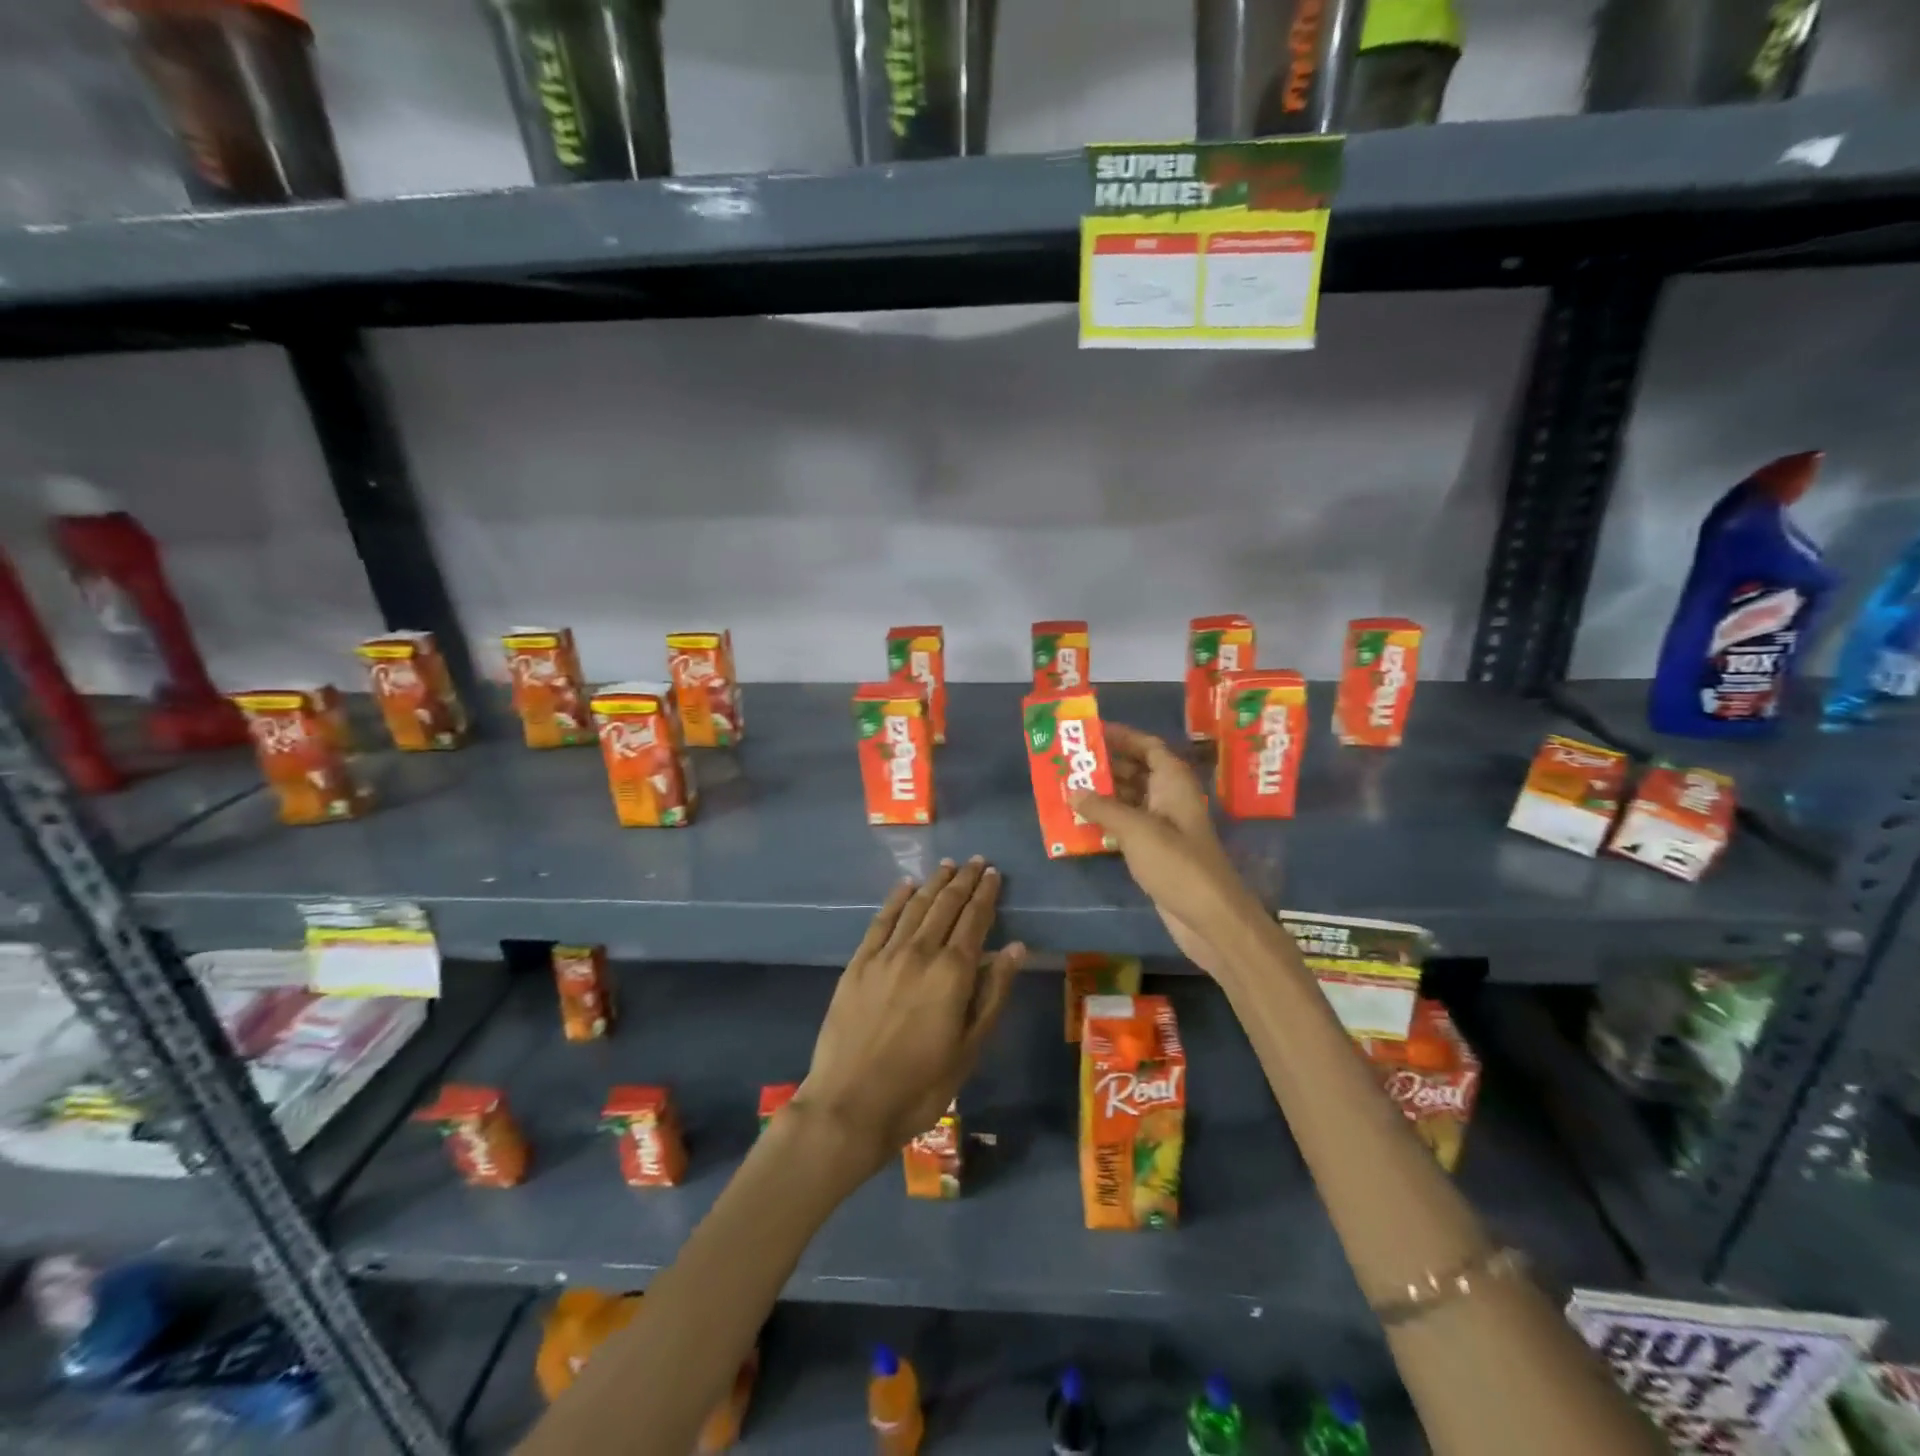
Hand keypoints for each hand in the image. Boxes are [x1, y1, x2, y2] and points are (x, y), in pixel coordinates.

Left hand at [794, 859, 1024, 1173]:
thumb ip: (994, 993)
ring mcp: (885, 955)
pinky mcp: (858, 963)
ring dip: (934, 883)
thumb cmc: (922, 1084)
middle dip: (964, 880)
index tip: (994, 873)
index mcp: (953, 972)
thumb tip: (1015, 948)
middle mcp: (920, 952)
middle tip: (977, 861)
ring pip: (915, 906)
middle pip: (946, 905)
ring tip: (948, 866)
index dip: (985, 894)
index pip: (974, 920)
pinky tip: (905, 886)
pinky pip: (881, 921)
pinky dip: (896, 899)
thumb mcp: (970, 1047)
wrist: (851, 1103)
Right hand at [1071, 724, 1263, 979]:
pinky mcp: (1155, 852)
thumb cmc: (1178, 864)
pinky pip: (1126, 826)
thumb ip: (1103, 808)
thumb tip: (1072, 790)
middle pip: (1137, 771)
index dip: (1124, 736)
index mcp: (1174, 784)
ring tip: (1066, 788)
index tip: (1091, 732)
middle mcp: (1169, 799)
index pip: (1149, 748)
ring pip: (1129, 799)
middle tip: (1069, 761)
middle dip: (1105, 765)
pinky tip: (1079, 822)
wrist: (1209, 918)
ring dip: (1102, 794)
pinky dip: (1106, 821)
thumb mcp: (1137, 830)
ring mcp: (1163, 827)